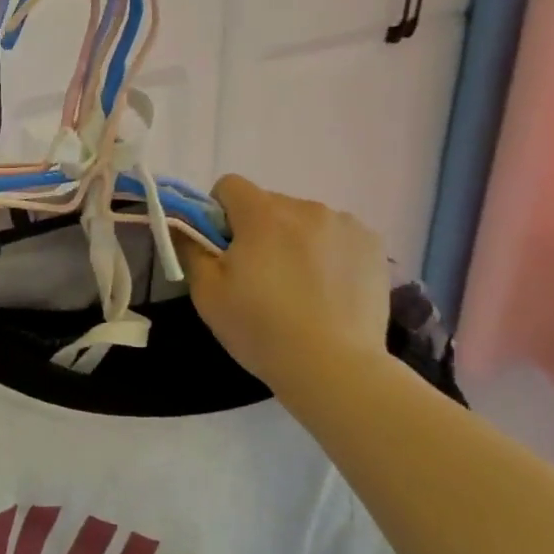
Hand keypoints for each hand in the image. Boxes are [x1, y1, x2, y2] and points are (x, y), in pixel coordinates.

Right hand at [180, 175, 388, 398]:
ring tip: (299, 287)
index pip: (230, 186)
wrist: (334, 367)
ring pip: (305, 220)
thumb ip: (189, 248)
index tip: (222, 248)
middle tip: (258, 275)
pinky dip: (327, 253)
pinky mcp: (373, 246)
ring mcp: (345, 225)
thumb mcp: (207, 293)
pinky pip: (337, 236)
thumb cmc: (260, 328)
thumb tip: (180, 223)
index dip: (218, 213)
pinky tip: (328, 289)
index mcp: (262, 213)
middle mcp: (306, 208)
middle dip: (258, 229)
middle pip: (268, 204)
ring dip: (294, 239)